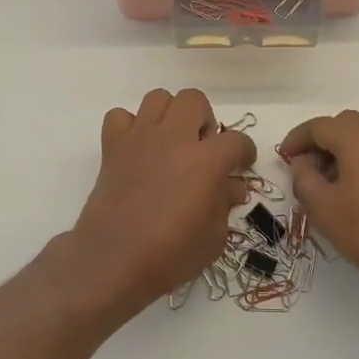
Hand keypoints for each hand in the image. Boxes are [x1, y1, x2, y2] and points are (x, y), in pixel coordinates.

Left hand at [70, 89, 257, 314]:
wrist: (113, 260)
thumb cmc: (170, 255)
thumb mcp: (214, 237)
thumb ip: (225, 204)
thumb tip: (232, 186)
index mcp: (206, 160)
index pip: (236, 140)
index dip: (245, 151)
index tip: (242, 165)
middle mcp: (174, 138)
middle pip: (194, 99)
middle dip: (203, 119)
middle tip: (202, 146)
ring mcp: (140, 138)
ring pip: (158, 98)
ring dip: (169, 115)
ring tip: (171, 141)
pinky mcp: (113, 146)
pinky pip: (120, 116)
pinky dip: (130, 126)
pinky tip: (137, 148)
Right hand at [279, 110, 358, 294]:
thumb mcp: (324, 209)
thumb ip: (304, 180)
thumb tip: (303, 164)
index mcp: (358, 137)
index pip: (318, 126)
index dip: (296, 140)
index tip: (283, 159)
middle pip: (343, 125)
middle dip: (319, 143)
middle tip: (305, 170)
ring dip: (340, 152)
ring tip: (327, 185)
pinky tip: (354, 192)